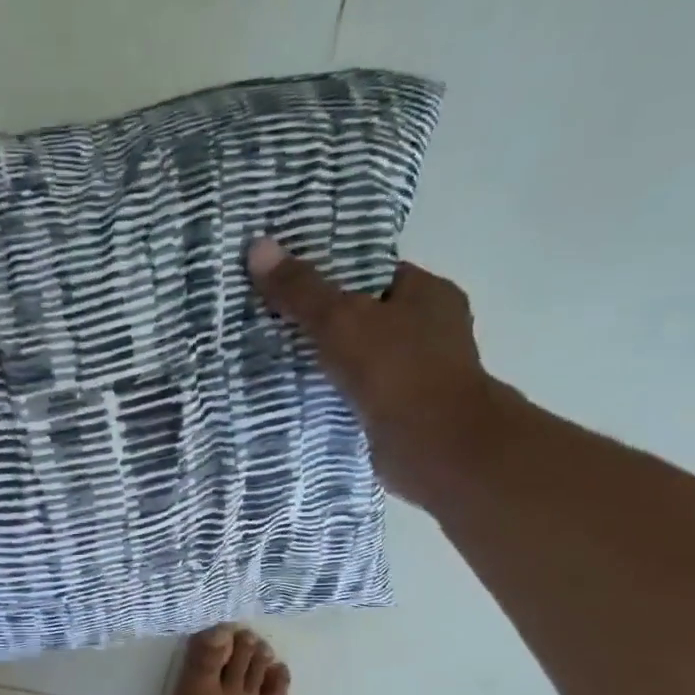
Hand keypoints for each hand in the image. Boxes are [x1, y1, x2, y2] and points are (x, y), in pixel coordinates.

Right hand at [249, 240, 505, 506]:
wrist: (436, 447)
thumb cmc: (397, 371)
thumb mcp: (340, 321)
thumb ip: (300, 290)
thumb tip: (258, 246)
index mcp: (428, 294)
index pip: (373, 273)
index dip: (331, 275)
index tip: (288, 282)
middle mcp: (430, 331)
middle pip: (365, 317)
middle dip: (323, 322)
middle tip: (271, 322)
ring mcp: (418, 375)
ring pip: (360, 359)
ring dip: (326, 363)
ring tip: (274, 360)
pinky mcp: (402, 414)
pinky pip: (358, 395)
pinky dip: (333, 396)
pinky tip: (298, 398)